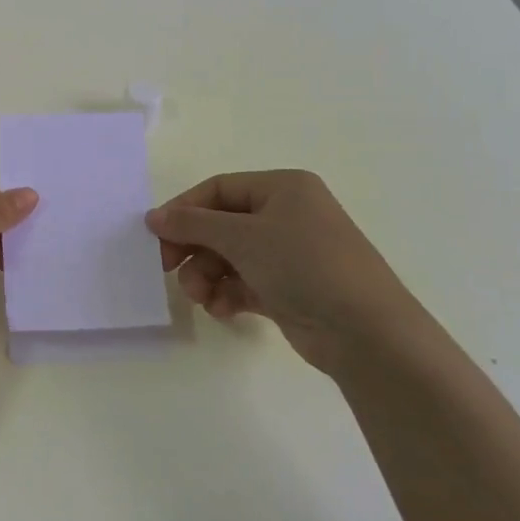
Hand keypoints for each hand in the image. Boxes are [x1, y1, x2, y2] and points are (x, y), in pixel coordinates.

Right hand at [145, 170, 427, 376]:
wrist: (366, 332)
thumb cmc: (303, 264)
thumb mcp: (241, 236)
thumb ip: (192, 223)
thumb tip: (153, 216)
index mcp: (283, 188)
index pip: (218, 189)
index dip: (184, 210)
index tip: (156, 236)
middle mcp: (288, 215)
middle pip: (221, 225)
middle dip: (194, 249)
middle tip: (169, 270)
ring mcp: (291, 254)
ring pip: (230, 257)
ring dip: (207, 275)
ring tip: (200, 297)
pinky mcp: (291, 289)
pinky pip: (246, 282)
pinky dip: (228, 294)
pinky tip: (221, 310)